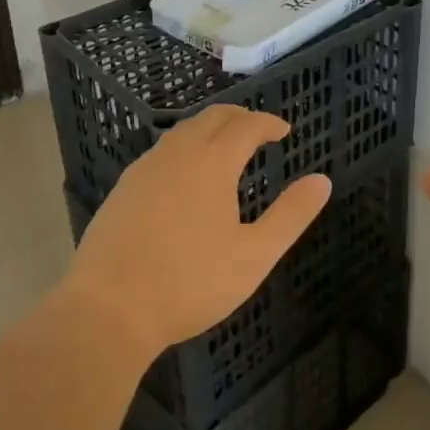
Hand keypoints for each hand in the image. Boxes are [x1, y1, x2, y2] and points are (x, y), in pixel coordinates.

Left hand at [64, 105, 331, 356]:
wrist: (107, 311)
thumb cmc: (189, 283)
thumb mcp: (253, 256)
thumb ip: (291, 215)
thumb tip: (322, 181)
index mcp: (212, 163)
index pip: (246, 125)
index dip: (268, 123)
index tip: (284, 131)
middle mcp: (177, 154)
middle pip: (212, 117)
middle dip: (239, 118)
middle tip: (258, 131)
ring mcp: (144, 170)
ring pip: (182, 132)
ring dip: (209, 130)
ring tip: (224, 148)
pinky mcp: (122, 190)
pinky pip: (161, 152)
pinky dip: (183, 149)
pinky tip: (183, 177)